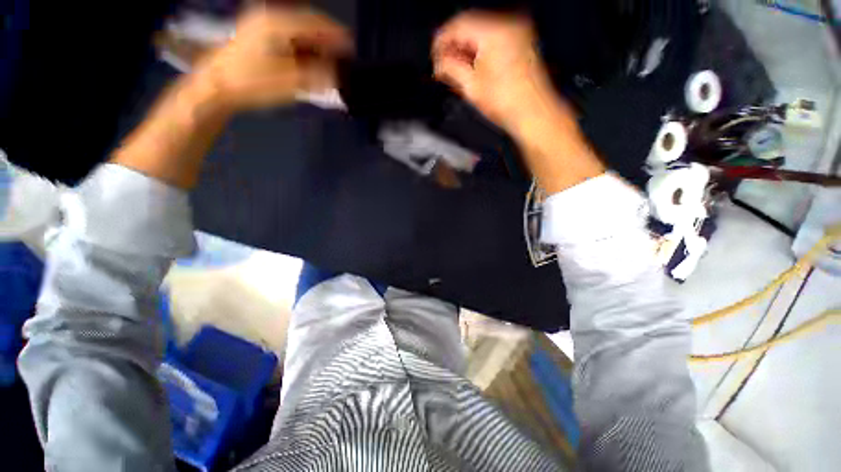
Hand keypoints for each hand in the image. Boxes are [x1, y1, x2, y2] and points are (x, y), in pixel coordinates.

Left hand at [191, 5, 351, 111]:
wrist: (216, 85)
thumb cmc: (252, 84)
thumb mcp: (288, 83)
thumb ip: (316, 76)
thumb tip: (338, 73)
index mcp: (278, 24)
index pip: (316, 23)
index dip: (337, 35)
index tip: (352, 48)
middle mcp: (270, 16)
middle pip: (308, 23)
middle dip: (328, 39)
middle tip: (342, 58)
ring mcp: (262, 23)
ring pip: (299, 28)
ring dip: (316, 43)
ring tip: (328, 62)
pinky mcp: (258, 32)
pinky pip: (288, 34)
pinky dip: (303, 45)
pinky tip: (309, 59)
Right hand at [432, 12, 560, 134]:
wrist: (534, 113)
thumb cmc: (505, 102)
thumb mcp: (471, 86)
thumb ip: (451, 68)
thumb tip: (439, 62)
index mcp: (494, 30)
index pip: (459, 24)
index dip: (442, 40)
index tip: (434, 55)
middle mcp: (508, 23)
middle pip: (471, 25)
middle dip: (454, 45)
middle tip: (443, 65)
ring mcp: (518, 31)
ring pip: (482, 32)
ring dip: (466, 48)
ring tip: (456, 69)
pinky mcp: (522, 41)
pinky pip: (494, 39)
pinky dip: (480, 50)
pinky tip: (472, 65)